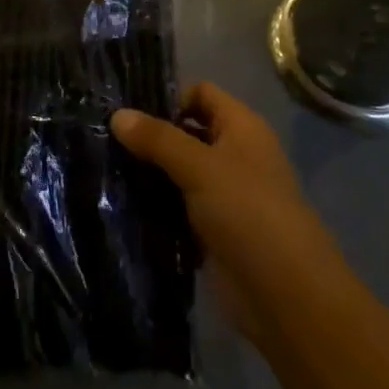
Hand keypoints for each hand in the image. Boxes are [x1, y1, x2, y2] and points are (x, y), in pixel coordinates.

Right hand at [112, 82, 336, 342]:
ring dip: (147, 172)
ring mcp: (223, 194)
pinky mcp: (211, 229)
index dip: (168, 97)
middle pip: (186, 132)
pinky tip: (119, 203)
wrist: (285, 295)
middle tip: (104, 138)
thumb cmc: (248, 213)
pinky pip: (176, 206)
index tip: (127, 111)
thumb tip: (116, 114)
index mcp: (241, 128)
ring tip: (103, 168)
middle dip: (150, 135)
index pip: (201, 93)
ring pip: (177, 171)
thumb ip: (158, 139)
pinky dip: (154, 204)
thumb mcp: (200, 167)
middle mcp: (234, 154)